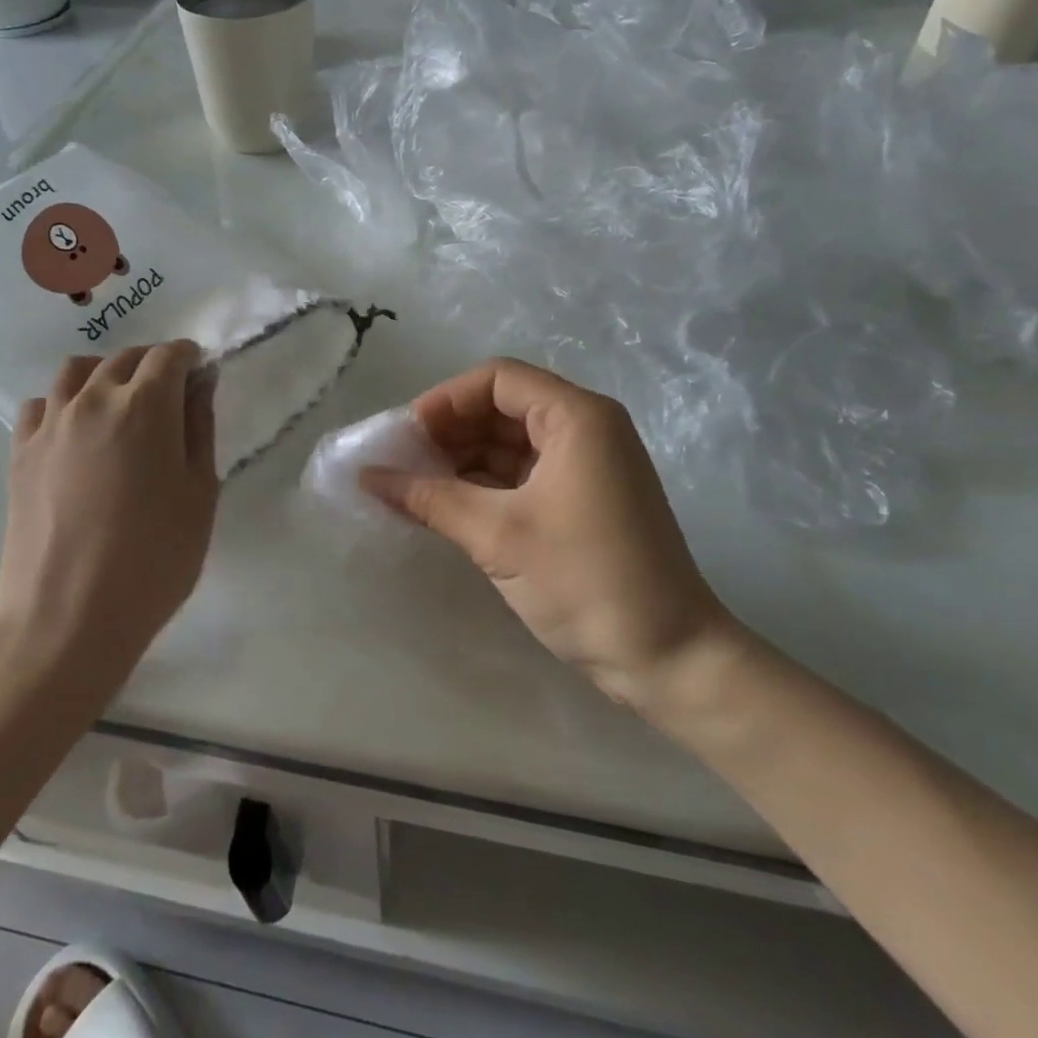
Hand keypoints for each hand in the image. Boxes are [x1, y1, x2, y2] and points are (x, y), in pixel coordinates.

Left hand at [0, 343, 218, 688]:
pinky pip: (41, 404)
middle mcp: (93, 400)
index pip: (168, 355)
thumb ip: (200, 429)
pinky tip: (77, 432)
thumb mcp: (199, 494)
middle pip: (124, 358)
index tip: (201, 375)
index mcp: (145, 406)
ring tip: (121, 405)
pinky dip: (63, 403)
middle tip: (170, 395)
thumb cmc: (154, 558)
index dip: (189, 358)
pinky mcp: (20, 451)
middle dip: (152, 364)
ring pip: (77, 371)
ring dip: (106, 374)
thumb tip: (201, 384)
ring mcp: (50, 424)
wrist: (66, 616)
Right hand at [362, 358, 738, 709]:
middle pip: (504, 406)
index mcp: (577, 417)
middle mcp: (587, 429)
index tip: (407, 436)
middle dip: (451, 430)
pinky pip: (525, 474)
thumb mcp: (498, 536)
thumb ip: (430, 499)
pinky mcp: (585, 500)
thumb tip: (368, 477)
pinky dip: (486, 484)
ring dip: (465, 459)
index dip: (446, 400)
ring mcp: (589, 465)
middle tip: (404, 462)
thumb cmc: (586, 581)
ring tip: (417, 486)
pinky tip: (449, 505)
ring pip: (512, 442)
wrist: (669, 659)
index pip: (497, 379)